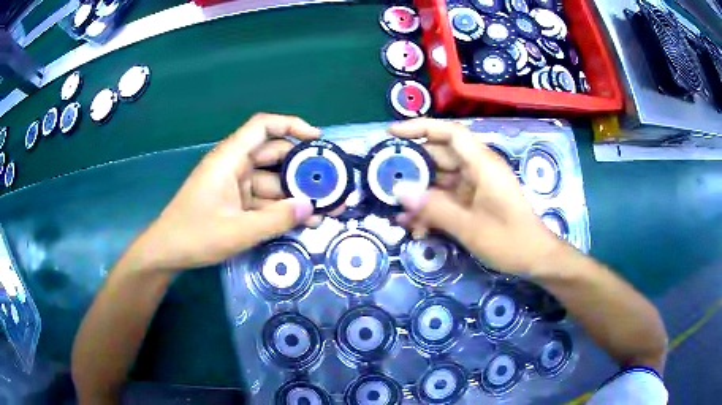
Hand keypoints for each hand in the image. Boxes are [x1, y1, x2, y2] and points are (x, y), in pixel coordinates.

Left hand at [130, 114, 318, 271]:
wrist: (167, 253)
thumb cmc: (195, 236)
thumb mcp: (237, 231)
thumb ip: (275, 220)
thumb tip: (311, 207)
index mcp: (230, 160)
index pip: (263, 127)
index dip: (291, 125)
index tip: (317, 139)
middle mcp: (234, 166)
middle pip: (274, 155)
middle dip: (301, 169)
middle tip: (330, 184)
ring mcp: (234, 185)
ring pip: (271, 182)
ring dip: (294, 195)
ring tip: (323, 211)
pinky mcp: (235, 202)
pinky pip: (263, 200)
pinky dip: (280, 209)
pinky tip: (302, 221)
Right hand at [390, 119, 563, 274]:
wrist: (535, 259)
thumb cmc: (509, 240)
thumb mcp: (469, 227)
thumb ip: (434, 208)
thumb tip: (400, 191)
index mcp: (482, 164)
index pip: (449, 132)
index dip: (420, 128)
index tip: (392, 133)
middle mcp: (478, 169)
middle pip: (439, 156)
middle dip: (412, 168)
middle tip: (383, 180)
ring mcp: (476, 185)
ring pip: (440, 180)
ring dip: (420, 196)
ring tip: (398, 213)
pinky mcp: (475, 201)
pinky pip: (448, 198)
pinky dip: (432, 209)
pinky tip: (416, 227)